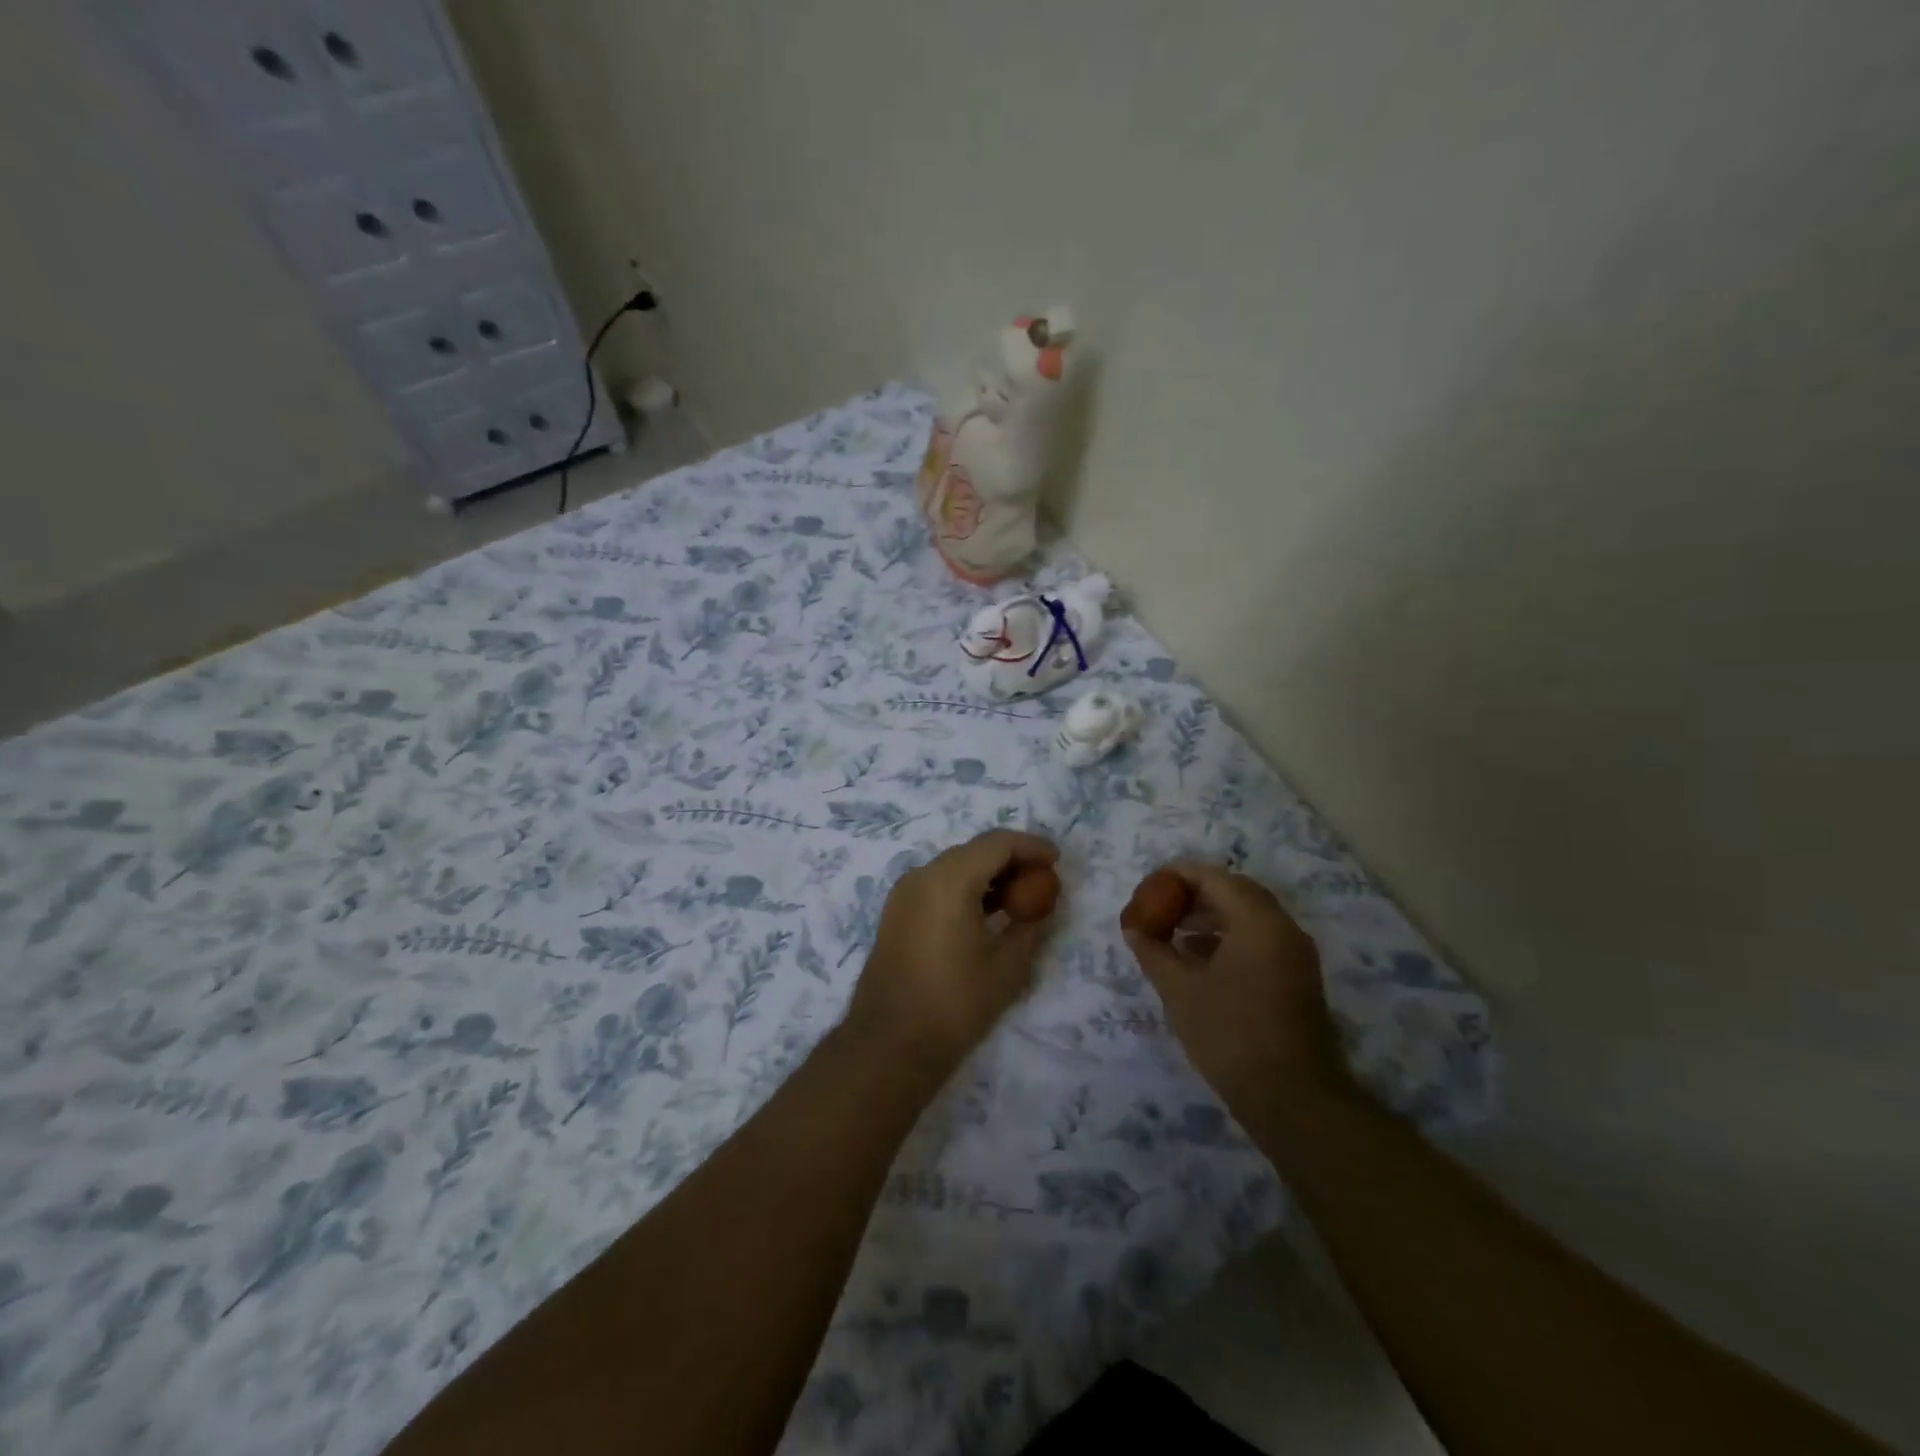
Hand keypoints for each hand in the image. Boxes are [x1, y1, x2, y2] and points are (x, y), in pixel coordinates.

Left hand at [844, 830, 1059, 1076]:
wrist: (890, 1043)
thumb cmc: (955, 1003)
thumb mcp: (1008, 967)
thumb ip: (1029, 926)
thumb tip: (1039, 907)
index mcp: (949, 880)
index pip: (997, 843)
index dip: (1030, 846)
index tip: (1055, 860)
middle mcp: (922, 876)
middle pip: (974, 851)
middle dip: (1010, 859)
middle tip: (1040, 879)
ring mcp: (904, 893)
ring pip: (954, 867)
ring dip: (987, 874)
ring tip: (1018, 898)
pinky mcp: (895, 913)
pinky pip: (936, 885)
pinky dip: (964, 888)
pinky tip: (984, 913)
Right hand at [1124, 862, 1350, 1112]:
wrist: (1294, 1100)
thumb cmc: (1231, 1036)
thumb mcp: (1180, 991)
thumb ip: (1153, 951)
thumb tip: (1133, 929)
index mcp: (1257, 920)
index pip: (1211, 876)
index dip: (1173, 876)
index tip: (1145, 891)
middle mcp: (1282, 927)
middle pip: (1232, 890)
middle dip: (1191, 894)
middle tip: (1157, 908)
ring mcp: (1294, 953)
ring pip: (1247, 915)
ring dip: (1208, 916)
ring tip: (1172, 933)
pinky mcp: (1296, 977)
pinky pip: (1258, 939)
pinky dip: (1227, 937)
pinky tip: (1197, 960)